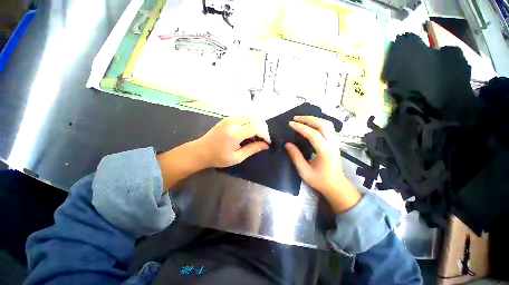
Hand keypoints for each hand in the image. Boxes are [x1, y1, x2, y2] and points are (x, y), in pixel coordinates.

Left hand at [197, 116, 270, 167]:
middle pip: (255, 118)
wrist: (200, 151)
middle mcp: (233, 122)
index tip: (267, 142)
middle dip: (263, 127)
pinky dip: (250, 122)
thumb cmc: (218, 158)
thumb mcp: (237, 157)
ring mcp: (229, 118)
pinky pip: (243, 116)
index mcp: (235, 134)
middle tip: (263, 138)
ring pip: (250, 115)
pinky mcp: (227, 118)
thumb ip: (252, 149)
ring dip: (257, 123)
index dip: (265, 134)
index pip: (256, 127)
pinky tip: (248, 131)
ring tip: (256, 135)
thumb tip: (266, 145)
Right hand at [285, 116, 360, 212]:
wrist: (337, 186)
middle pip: (323, 124)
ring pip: (327, 124)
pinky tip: (311, 125)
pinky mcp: (335, 143)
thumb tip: (287, 144)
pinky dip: (319, 123)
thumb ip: (296, 156)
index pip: (313, 134)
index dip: (300, 127)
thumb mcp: (304, 171)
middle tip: (296, 118)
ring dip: (314, 119)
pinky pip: (328, 128)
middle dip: (308, 119)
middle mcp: (332, 144)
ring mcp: (335, 142)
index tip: (290, 124)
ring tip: (302, 119)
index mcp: (325, 151)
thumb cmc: (320, 181)